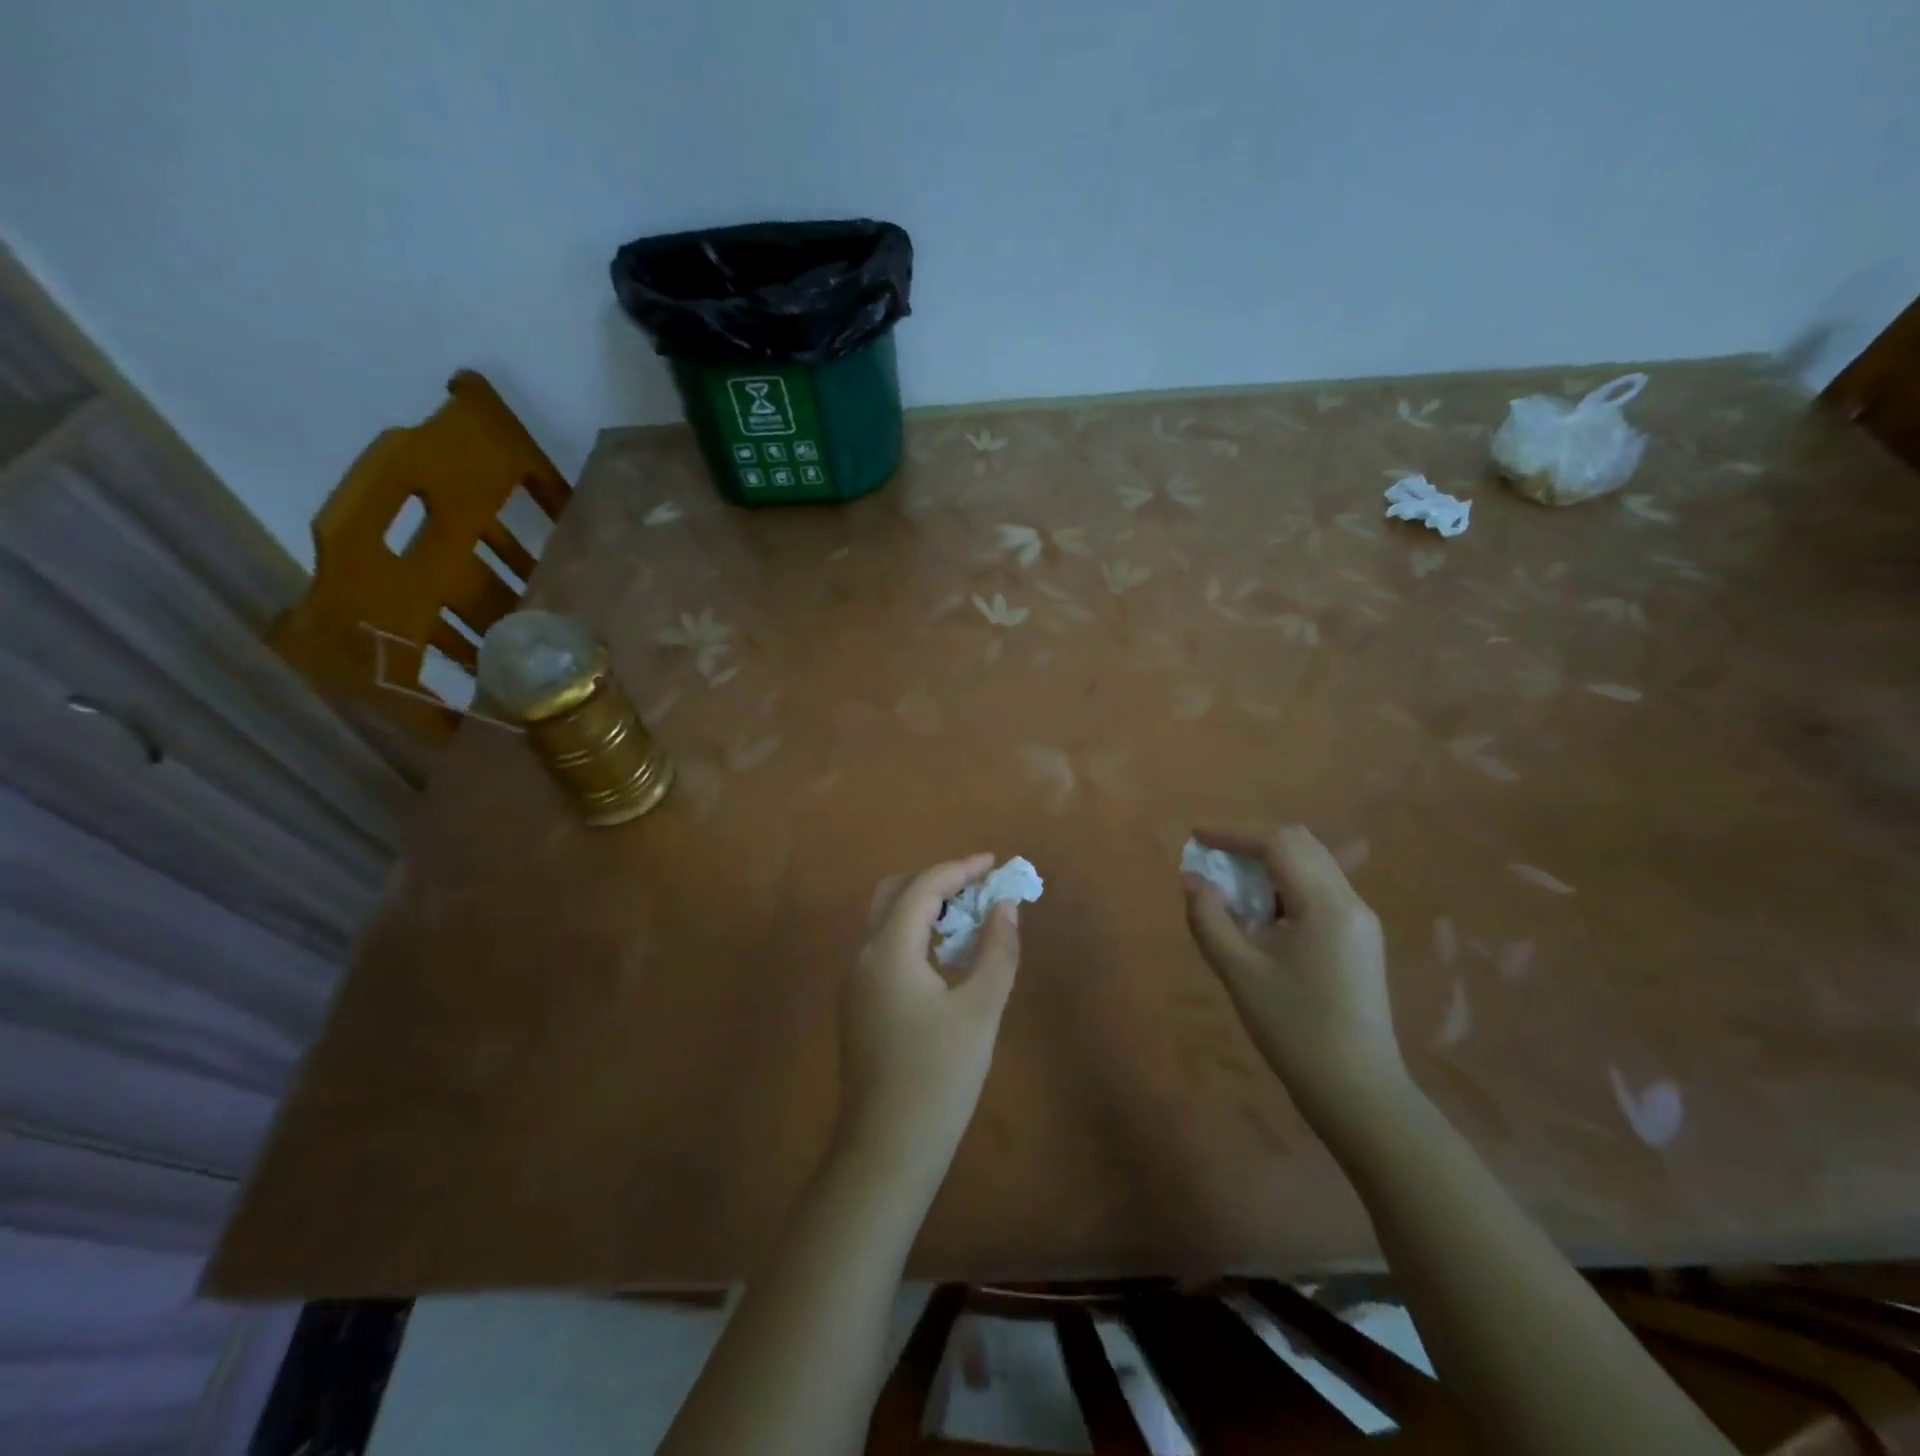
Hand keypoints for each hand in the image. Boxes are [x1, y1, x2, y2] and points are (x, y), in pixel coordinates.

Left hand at [836, 854, 1021, 1180]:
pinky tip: (943, 955)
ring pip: (885, 920)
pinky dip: (913, 932)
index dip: (960, 869)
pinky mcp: (858, 1004)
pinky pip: (884, 947)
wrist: (887, 1148)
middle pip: (894, 893)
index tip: (994, 863)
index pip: (923, 887)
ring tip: (967, 915)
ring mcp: (855, 981)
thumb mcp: (980, 1010)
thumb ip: (996, 950)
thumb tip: (1005, 906)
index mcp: (888, 948)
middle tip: (977, 886)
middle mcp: (863, 955)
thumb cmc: (939, 1076)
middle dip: (936, 880)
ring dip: (923, 906)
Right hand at [1182, 826, 1403, 1117]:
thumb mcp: (1239, 971)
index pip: (1278, 843)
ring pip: (1313, 866)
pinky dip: (1286, 885)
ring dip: (1270, 863)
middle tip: (1214, 857)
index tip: (1197, 837)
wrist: (1358, 1092)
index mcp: (1326, 904)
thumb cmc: (1294, 1028)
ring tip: (1232, 883)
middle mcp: (1351, 902)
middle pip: (1301, 845)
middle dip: (1253, 842)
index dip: (1234, 833)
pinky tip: (1263, 913)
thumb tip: (1192, 879)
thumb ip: (1209, 918)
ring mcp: (1361, 922)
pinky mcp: (1360, 942)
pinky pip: (1320, 891)